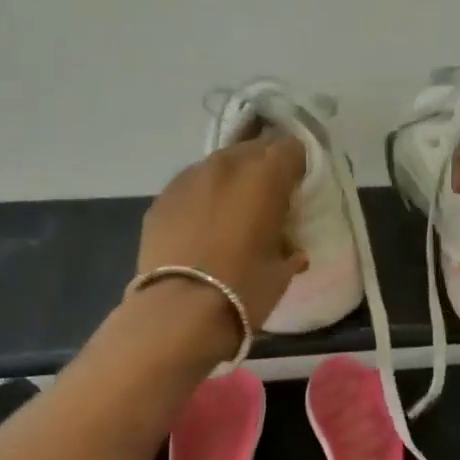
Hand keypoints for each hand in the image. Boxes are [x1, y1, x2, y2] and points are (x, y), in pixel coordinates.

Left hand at [137, 132, 309, 334]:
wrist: (180, 311)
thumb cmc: (244, 288)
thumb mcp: (282, 269)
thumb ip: (289, 247)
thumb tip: (290, 248)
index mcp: (265, 175)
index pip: (291, 148)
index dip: (297, 168)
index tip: (297, 191)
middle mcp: (227, 164)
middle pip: (253, 150)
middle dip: (263, 169)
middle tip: (267, 201)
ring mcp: (188, 178)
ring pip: (218, 166)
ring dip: (230, 183)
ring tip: (231, 215)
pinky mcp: (161, 198)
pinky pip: (190, 188)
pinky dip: (201, 200)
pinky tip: (201, 229)